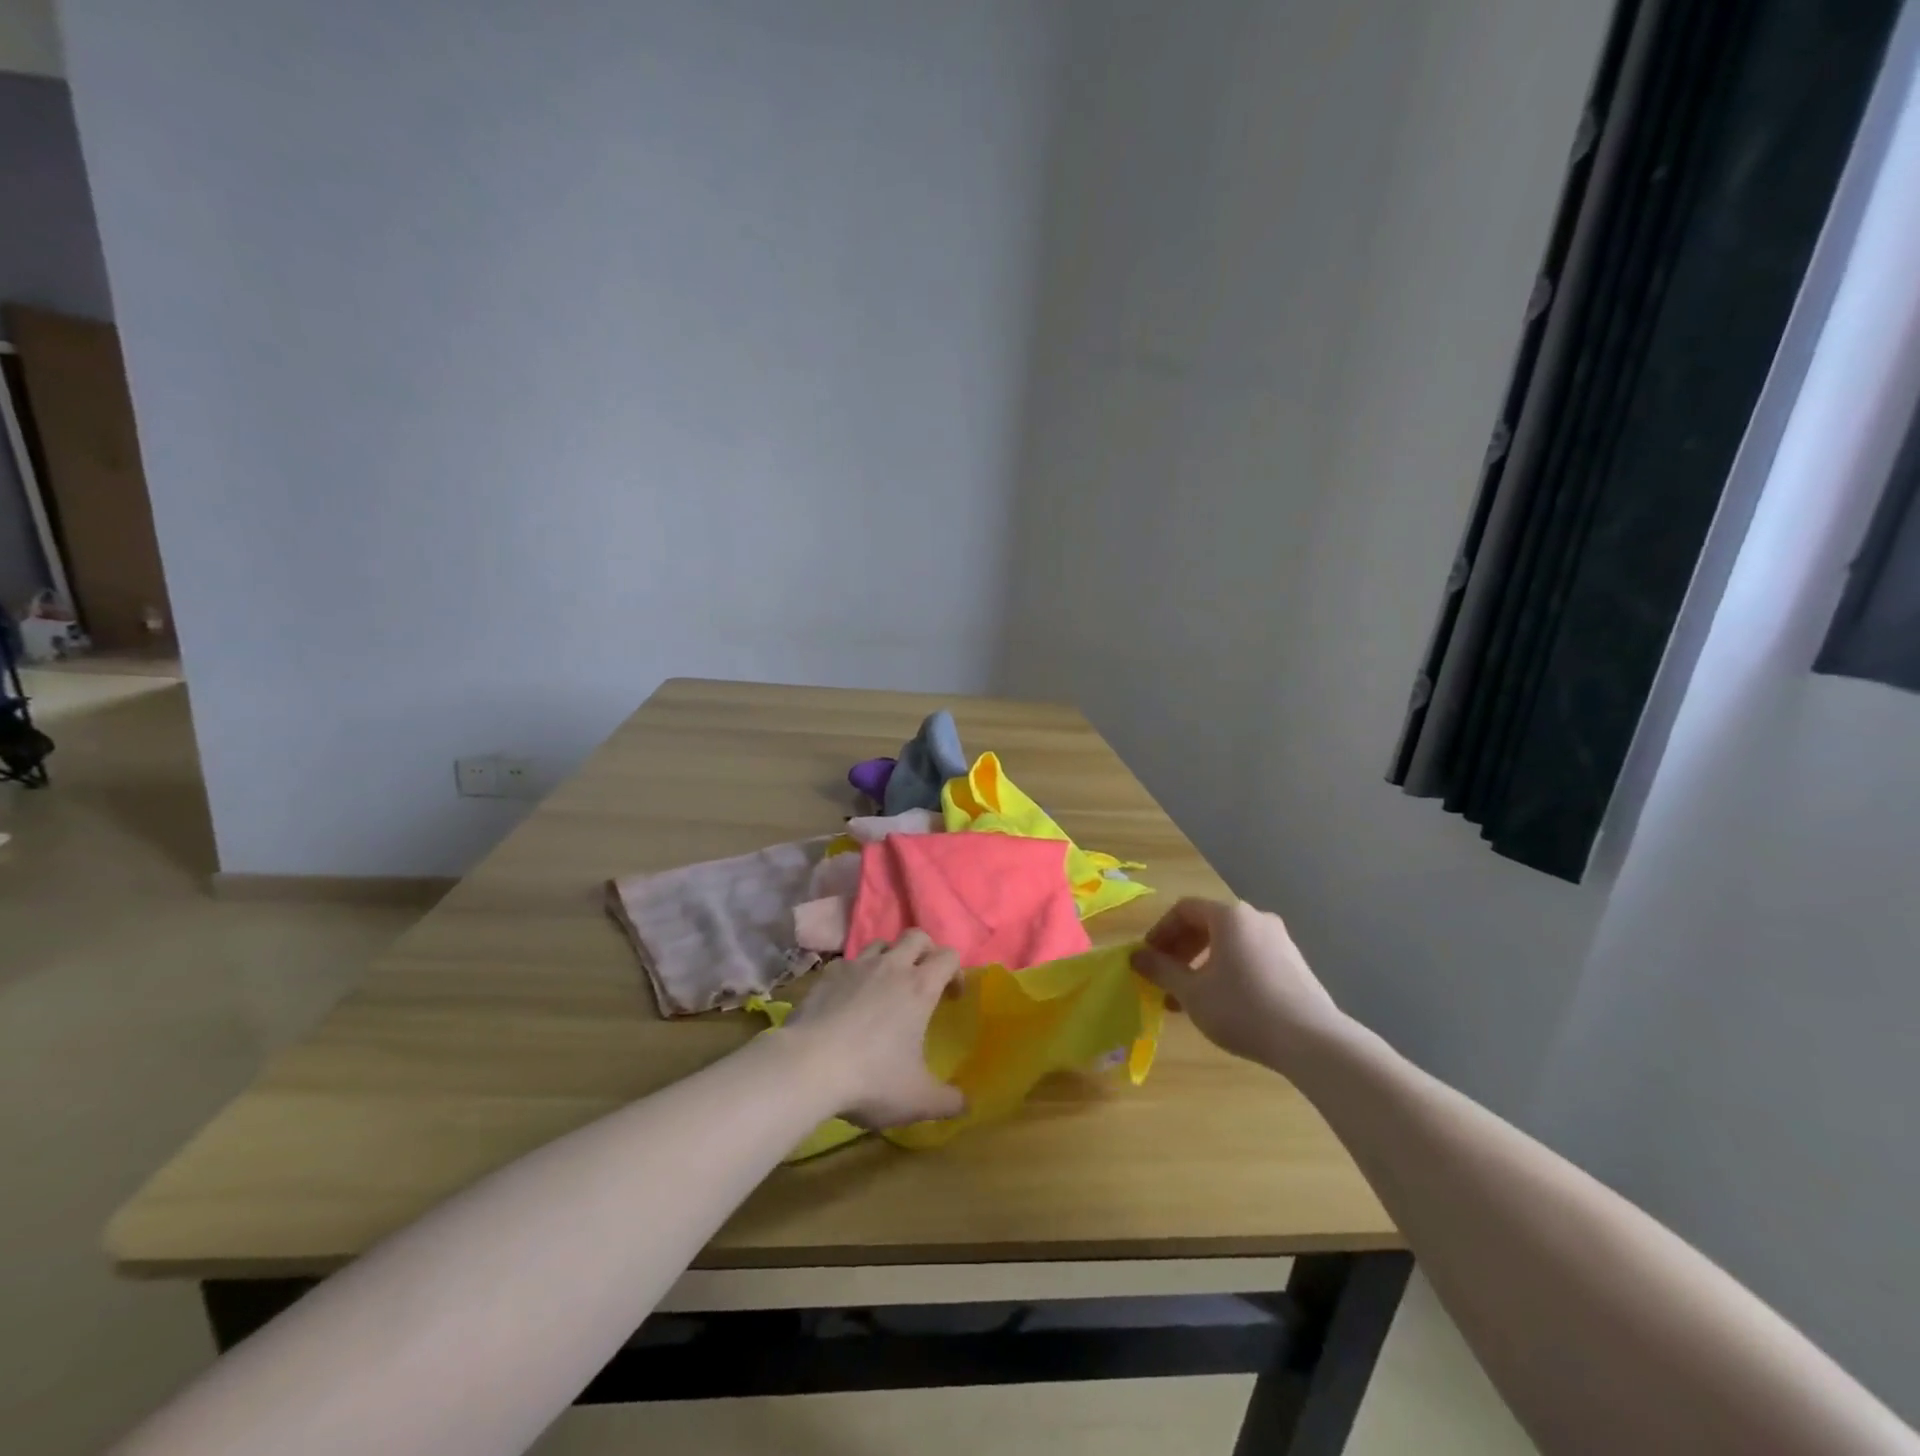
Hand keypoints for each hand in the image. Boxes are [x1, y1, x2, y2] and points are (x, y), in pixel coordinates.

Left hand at [783, 930, 967, 1127]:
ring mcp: (856, 966)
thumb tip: (965, 1104)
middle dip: (926, 952)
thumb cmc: (871, 1079)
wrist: (807, 1066)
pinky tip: (850, 998)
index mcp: (920, 987)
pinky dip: (856, 973)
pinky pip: (848, 962)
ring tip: (886, 986)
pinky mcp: (827, 975)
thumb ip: (948, 1101)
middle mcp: (891, 967)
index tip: (951, 997)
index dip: (956, 971)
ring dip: (890, 957)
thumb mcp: (918, 1099)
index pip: (949, 956)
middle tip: (924, 980)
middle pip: (916, 936)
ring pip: (881, 944)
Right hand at [1131, 898, 1346, 1068]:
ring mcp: (1280, 941)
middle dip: (1181, 950)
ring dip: (1202, 964)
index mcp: (1229, 916)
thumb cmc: (1242, 1008)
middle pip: (1207, 924)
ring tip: (1190, 997)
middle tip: (1165, 978)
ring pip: (1229, 944)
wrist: (1312, 1041)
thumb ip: (1161, 971)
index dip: (1160, 931)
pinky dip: (1228, 971)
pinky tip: (1223, 1003)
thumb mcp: (1192, 992)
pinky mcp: (1295, 964)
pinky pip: (1250, 957)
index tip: (1147, 958)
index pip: (1184, 910)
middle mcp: (1256, 919)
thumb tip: (1135, 957)